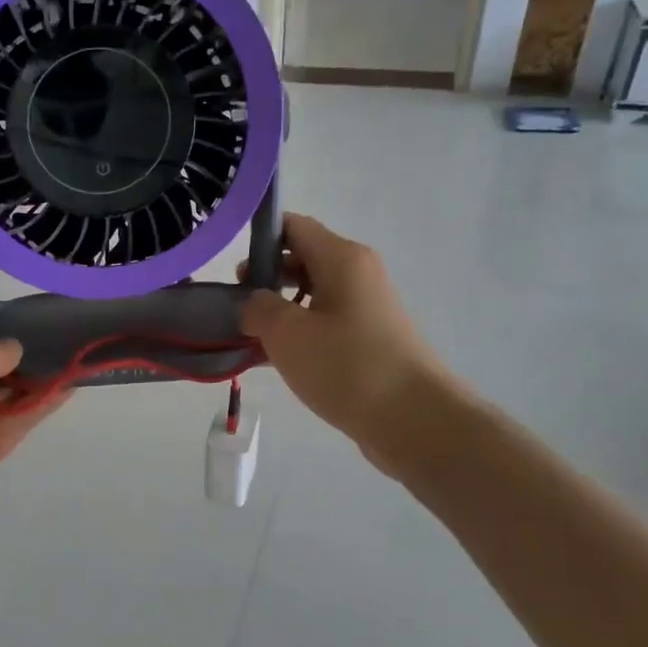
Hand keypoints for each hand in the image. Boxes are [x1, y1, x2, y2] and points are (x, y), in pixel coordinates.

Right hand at [241, 214, 450, 477]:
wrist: (414, 419)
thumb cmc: (347, 365)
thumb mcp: (287, 333)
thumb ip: (258, 308)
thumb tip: (253, 303)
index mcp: (341, 258)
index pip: (294, 227)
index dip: (259, 239)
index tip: (232, 270)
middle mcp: (358, 274)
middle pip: (302, 259)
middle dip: (265, 278)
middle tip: (236, 306)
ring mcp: (367, 308)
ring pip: (312, 295)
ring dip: (279, 310)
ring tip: (249, 336)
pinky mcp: (369, 340)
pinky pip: (325, 323)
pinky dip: (299, 333)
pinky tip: (274, 360)